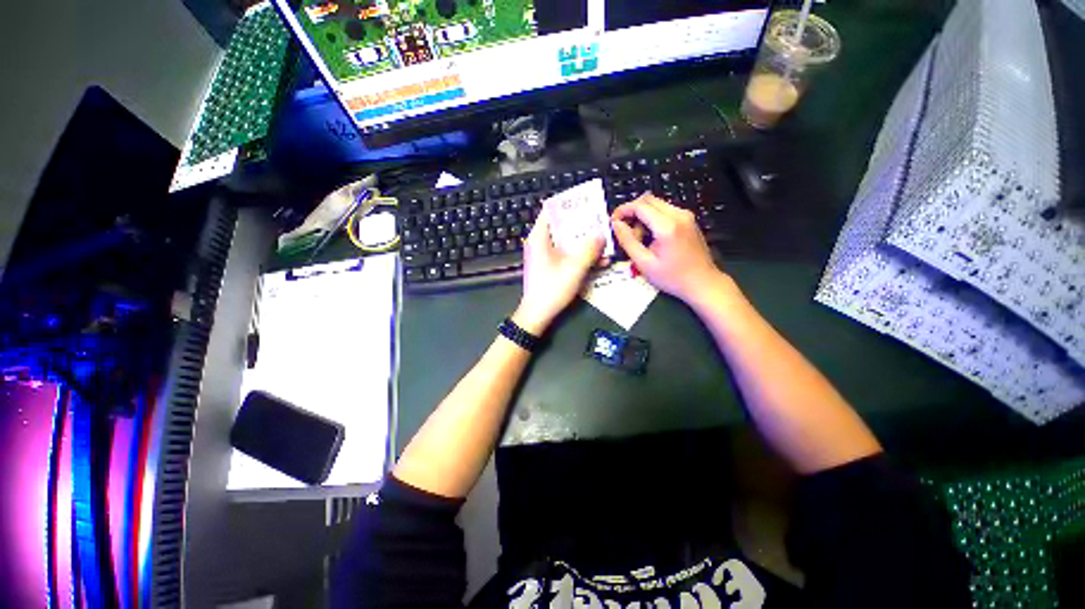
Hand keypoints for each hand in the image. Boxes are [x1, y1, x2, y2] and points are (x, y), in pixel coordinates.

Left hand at [513, 211, 602, 334]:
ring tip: (605, 243)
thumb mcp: (574, 268)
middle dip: (583, 225)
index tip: (588, 203)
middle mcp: (540, 242)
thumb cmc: (552, 289)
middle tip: (603, 223)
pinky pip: (566, 254)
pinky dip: (580, 255)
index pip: (552, 210)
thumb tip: (601, 235)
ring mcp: (545, 255)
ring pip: (567, 241)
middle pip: (562, 226)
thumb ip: (590, 249)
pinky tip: (598, 261)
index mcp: (540, 237)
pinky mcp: (549, 266)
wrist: (536, 315)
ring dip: (585, 242)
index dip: (570, 204)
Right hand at [611, 193, 726, 302]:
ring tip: (640, 239)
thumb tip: (616, 224)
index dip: (622, 210)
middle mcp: (678, 214)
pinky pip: (664, 211)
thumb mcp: (644, 263)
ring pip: (655, 204)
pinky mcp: (687, 219)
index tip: (613, 222)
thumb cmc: (672, 277)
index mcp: (667, 226)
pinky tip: (651, 238)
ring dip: (642, 217)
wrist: (702, 283)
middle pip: (647, 200)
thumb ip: (627, 241)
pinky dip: (652, 219)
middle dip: (632, 212)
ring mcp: (685, 215)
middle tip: (625, 232)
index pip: (639, 206)